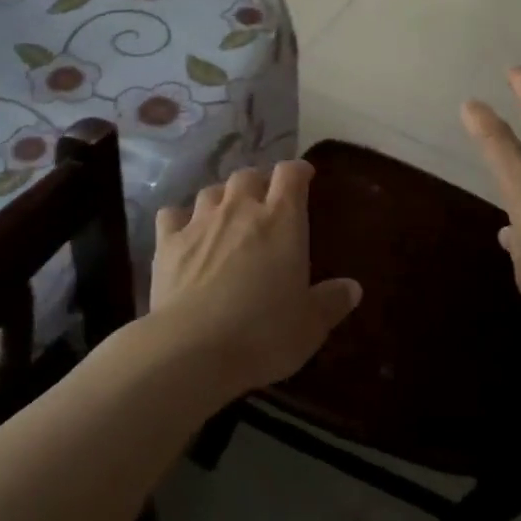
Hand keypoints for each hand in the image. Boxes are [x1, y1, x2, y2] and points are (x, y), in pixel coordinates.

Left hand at [149, 161, 360, 393]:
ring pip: (211, 191)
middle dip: (258, 183)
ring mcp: (200, 222)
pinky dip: (180, 218)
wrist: (192, 349)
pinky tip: (183, 232)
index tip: (304, 177)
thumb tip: (352, 288)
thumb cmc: (263, 334)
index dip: (297, 171)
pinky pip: (172, 215)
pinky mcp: (167, 242)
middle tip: (264, 201)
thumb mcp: (310, 325)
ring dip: (222, 197)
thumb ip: (331, 302)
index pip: (290, 174)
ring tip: (226, 214)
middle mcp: (240, 209)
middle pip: (248, 175)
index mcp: (281, 220)